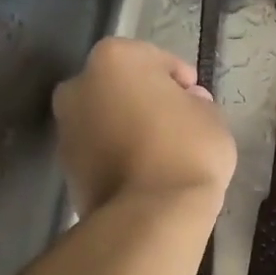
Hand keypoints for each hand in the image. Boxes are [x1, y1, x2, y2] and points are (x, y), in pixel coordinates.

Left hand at [53, 38, 236, 217]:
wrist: (149, 215)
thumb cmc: (186, 150)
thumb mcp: (211, 116)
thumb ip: (195, 102)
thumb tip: (185, 104)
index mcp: (114, 58)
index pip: (155, 60)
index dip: (179, 79)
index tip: (196, 100)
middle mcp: (78, 85)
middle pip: (120, 87)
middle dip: (144, 100)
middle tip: (175, 122)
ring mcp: (66, 127)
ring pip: (105, 118)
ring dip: (126, 127)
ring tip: (159, 152)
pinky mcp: (64, 167)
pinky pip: (98, 150)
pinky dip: (115, 154)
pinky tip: (143, 172)